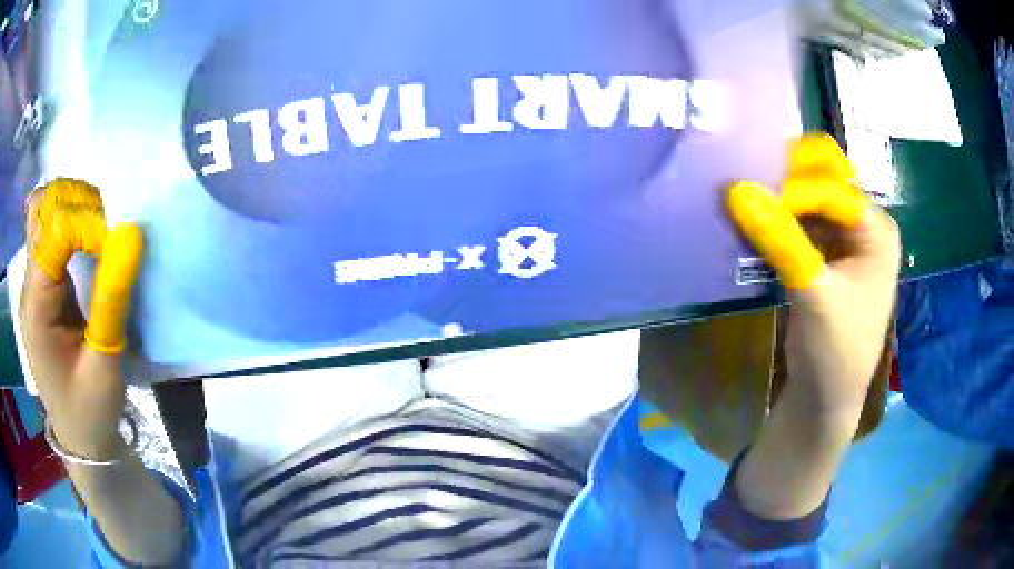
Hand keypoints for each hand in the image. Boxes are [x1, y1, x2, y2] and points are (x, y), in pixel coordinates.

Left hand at [19, 178, 142, 459]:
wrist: (80, 438)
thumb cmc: (90, 410)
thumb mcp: (105, 364)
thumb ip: (112, 298)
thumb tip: (132, 234)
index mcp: (37, 307)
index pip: (55, 232)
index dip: (88, 224)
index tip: (118, 245)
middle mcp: (29, 284)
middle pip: (42, 208)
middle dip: (75, 202)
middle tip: (107, 226)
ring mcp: (34, 282)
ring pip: (44, 212)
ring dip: (72, 207)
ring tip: (100, 227)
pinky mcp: (43, 285)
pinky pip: (51, 232)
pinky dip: (71, 221)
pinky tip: (89, 239)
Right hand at [728, 134, 900, 424]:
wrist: (826, 398)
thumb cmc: (834, 351)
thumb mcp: (813, 295)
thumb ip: (781, 240)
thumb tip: (735, 189)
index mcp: (877, 229)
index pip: (833, 188)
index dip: (793, 190)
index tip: (750, 199)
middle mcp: (865, 223)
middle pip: (826, 175)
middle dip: (790, 174)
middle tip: (752, 182)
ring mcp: (846, 236)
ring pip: (810, 192)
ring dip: (781, 192)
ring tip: (747, 197)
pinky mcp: (826, 251)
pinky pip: (801, 217)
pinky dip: (778, 215)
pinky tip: (755, 219)